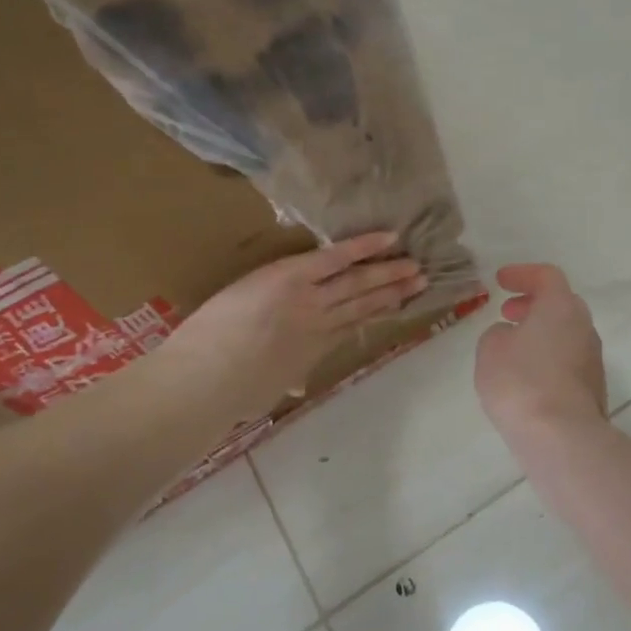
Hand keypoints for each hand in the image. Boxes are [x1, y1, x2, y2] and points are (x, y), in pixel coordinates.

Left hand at [161, 232, 425, 424]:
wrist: (208, 380)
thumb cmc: (229, 393)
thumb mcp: (267, 390)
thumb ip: (286, 377)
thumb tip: (296, 384)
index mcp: (311, 350)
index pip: (350, 326)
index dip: (376, 313)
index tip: (397, 305)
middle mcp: (319, 324)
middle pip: (363, 305)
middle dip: (393, 293)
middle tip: (421, 280)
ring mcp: (310, 300)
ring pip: (357, 283)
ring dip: (388, 274)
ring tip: (416, 266)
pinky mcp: (291, 277)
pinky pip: (335, 258)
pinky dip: (362, 247)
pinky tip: (387, 237)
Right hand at [475, 264, 606, 443]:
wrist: (562, 437)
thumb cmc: (521, 381)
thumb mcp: (491, 349)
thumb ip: (498, 333)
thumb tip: (512, 337)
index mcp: (561, 307)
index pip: (546, 275)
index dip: (522, 274)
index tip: (500, 281)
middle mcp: (584, 327)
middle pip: (561, 304)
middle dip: (533, 304)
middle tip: (508, 311)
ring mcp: (593, 359)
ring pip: (566, 333)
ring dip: (541, 332)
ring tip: (513, 346)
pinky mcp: (593, 388)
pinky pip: (568, 360)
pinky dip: (548, 357)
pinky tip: (527, 376)